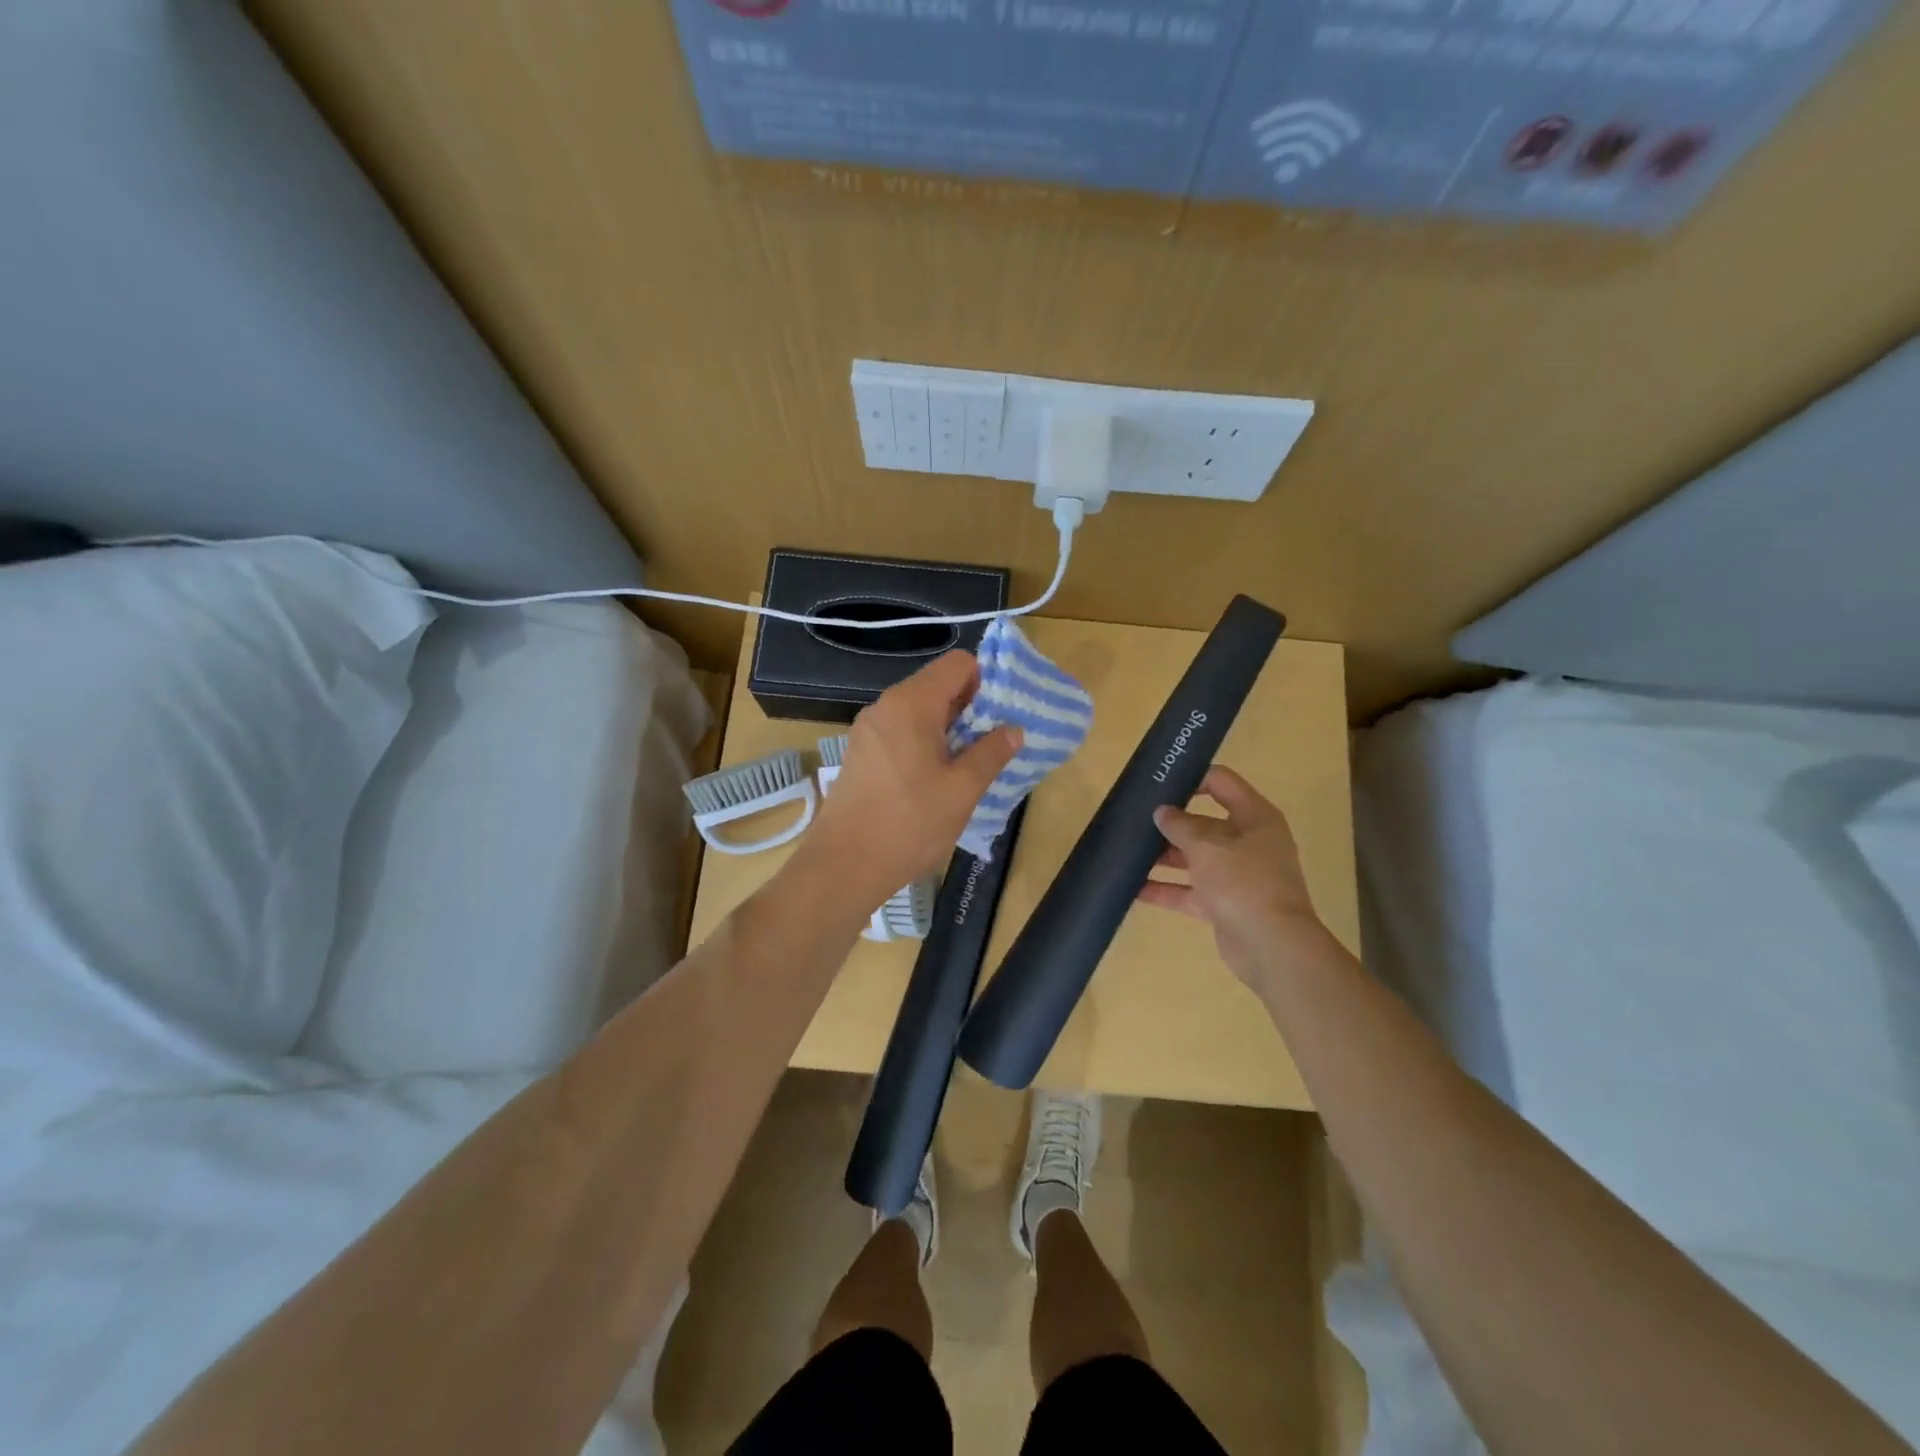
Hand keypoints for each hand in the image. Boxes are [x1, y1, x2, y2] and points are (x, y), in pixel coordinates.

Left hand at [800, 650, 1020, 909]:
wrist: (844, 865)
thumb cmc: (909, 824)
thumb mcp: (962, 790)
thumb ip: (991, 753)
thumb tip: (1013, 729)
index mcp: (911, 703)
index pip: (958, 664)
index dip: (986, 682)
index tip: (1000, 718)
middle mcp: (886, 705)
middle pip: (937, 685)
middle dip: (969, 708)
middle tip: (991, 746)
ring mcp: (868, 729)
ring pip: (918, 711)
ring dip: (947, 729)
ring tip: (965, 767)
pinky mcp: (860, 752)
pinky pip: (900, 732)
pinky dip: (923, 743)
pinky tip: (933, 779)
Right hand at [1138, 766, 1330, 989]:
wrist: (1271, 946)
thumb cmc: (1243, 882)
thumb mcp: (1207, 846)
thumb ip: (1180, 826)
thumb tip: (1162, 812)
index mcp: (1255, 818)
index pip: (1222, 783)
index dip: (1192, 777)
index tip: (1160, 782)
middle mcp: (1249, 843)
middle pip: (1205, 824)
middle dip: (1171, 823)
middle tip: (1135, 819)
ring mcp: (1237, 876)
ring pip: (1195, 859)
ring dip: (1164, 857)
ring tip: (1128, 852)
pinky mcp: (1224, 904)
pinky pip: (1190, 891)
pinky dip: (1166, 890)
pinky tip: (1134, 889)